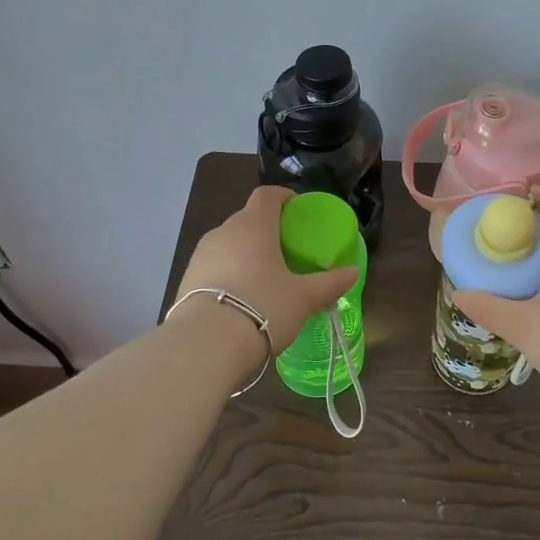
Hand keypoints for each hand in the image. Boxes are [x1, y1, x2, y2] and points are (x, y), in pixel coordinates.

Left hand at [177, 186, 358, 351]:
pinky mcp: (186, 278)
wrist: (205, 345)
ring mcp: (201, 254)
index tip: (297, 210)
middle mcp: (224, 232)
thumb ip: (330, 283)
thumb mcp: (303, 298)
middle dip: (267, 228)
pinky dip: (229, 272)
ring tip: (264, 276)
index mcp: (254, 226)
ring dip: (246, 252)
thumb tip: (353, 272)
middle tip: (287, 250)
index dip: (283, 197)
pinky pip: (214, 265)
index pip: (267, 195)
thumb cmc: (263, 308)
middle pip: (247, 218)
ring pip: (229, 242)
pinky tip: (240, 297)